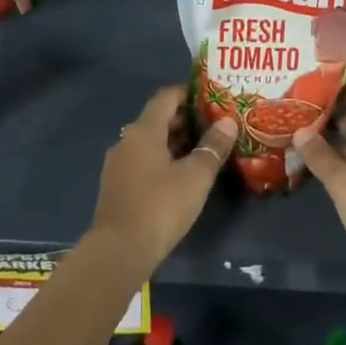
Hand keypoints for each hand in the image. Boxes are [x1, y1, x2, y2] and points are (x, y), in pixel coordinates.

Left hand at [89, 86, 233, 271]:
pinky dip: (163, 159)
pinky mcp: (117, 186)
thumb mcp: (195, 177)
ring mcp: (118, 164)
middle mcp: (127, 140)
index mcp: (144, 130)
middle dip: (185, 119)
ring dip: (175, 141)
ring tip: (203, 149)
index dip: (188, 92)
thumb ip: (212, 147)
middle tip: (214, 124)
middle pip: (157, 119)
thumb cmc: (160, 207)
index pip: (166, 97)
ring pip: (150, 142)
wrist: (118, 252)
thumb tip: (228, 122)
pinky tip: (181, 175)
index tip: (211, 96)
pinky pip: (143, 161)